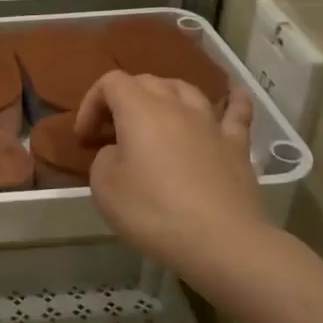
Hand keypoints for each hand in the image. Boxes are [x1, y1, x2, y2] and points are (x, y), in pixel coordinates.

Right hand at [76, 73, 261, 286]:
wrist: (219, 241)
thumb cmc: (153, 212)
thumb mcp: (104, 187)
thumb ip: (105, 157)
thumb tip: (120, 152)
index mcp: (139, 110)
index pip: (110, 83)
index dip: (91, 104)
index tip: (85, 138)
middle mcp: (176, 106)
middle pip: (146, 81)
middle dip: (123, 100)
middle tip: (112, 133)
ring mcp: (211, 123)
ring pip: (186, 89)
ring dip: (164, 96)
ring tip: (156, 117)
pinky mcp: (237, 145)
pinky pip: (236, 111)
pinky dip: (231, 100)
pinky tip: (233, 95)